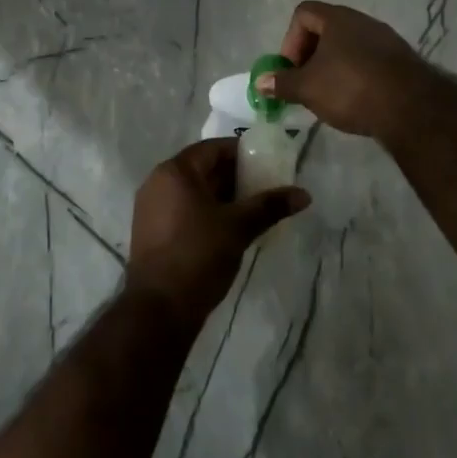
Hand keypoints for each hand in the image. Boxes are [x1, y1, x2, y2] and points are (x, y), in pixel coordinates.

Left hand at [126, 138, 310, 325]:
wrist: (159, 309)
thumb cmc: (198, 255)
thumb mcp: (238, 227)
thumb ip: (270, 206)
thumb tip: (304, 194)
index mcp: (175, 171)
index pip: (213, 148)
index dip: (242, 153)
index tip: (267, 163)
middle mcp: (158, 182)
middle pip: (203, 169)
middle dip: (235, 177)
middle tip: (266, 187)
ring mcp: (152, 208)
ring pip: (195, 192)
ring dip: (223, 197)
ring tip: (253, 209)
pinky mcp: (153, 231)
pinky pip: (185, 209)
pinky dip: (208, 212)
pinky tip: (231, 228)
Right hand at [258, 0, 431, 140]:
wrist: (412, 107)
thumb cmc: (350, 88)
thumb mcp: (308, 88)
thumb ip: (282, 83)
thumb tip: (260, 82)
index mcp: (337, 19)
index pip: (303, 13)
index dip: (290, 40)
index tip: (291, 69)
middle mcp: (362, 21)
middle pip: (326, 29)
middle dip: (310, 56)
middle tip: (306, 84)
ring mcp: (385, 39)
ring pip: (348, 46)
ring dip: (333, 67)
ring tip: (329, 96)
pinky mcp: (402, 60)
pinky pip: (369, 61)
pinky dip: (356, 76)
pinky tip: (356, 101)